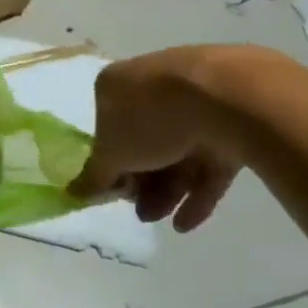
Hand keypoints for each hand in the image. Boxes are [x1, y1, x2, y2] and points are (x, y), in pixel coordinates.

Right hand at [68, 48, 245, 232]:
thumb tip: (73, 192)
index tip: (114, 189)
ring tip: (163, 220)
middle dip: (142, 183)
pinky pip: (211, 157)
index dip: (110, 164)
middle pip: (145, 141)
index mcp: (118, 86)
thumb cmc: (151, 119)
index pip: (107, 127)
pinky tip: (188, 222)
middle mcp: (155, 86)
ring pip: (178, 151)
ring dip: (167, 191)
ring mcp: (197, 100)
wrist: (228, 97)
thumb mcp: (111, 153)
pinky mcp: (234, 118)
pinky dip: (199, 190)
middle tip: (141, 212)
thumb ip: (94, 176)